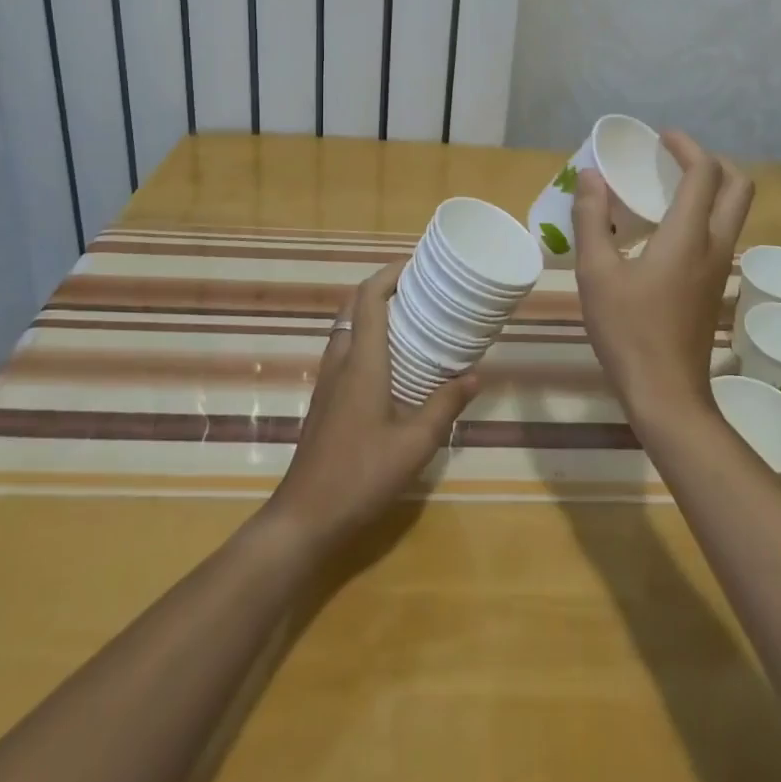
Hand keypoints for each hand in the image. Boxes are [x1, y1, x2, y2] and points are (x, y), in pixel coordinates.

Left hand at [266, 261, 478, 549]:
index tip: (418, 264)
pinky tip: (392, 359)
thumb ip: (445, 406)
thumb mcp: (415, 444)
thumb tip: (475, 375)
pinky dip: (367, 335)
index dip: (391, 273)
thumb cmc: (361, 476)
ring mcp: (329, 380)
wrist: (305, 517)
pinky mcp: (326, 398)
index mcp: (362, 363)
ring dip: (373, 310)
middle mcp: (341, 362)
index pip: (370, 299)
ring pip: (347, 326)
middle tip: (420, 287)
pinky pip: (346, 348)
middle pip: (355, 306)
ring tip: (412, 315)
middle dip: (384, 286)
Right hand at [573, 131, 753, 425]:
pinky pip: (719, 233)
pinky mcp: (713, 286)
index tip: (661, 137)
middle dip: (711, 162)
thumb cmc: (628, 330)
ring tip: (664, 187)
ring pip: (732, 212)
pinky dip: (702, 214)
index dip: (687, 146)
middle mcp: (715, 244)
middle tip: (672, 159)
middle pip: (738, 187)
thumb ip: (592, 218)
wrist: (665, 393)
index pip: (705, 173)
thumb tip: (590, 176)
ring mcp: (719, 268)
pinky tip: (663, 229)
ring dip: (709, 188)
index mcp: (689, 235)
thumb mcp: (596, 272)